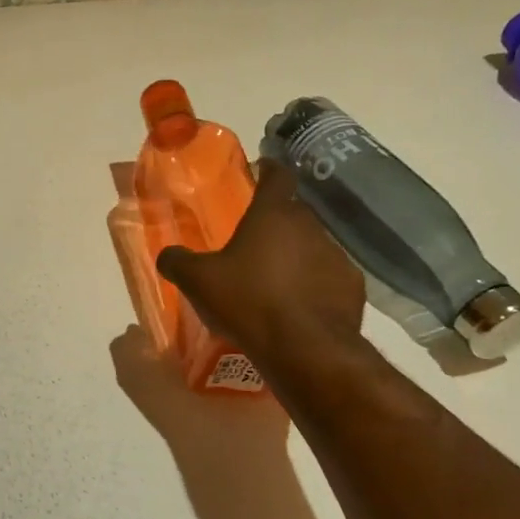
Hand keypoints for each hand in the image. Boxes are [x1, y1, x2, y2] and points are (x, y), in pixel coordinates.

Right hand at [156, 160, 368, 377]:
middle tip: (255, 241)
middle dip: (277, 222)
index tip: (262, 170)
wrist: (305, 348)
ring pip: (313, 246)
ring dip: (296, 256)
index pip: (277, 176)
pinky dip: (315, 284)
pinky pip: (328, 277)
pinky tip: (299, 306)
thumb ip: (177, 262)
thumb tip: (167, 254)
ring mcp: (336, 256)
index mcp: (272, 215)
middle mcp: (310, 226)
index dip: (269, 170)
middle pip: (294, 213)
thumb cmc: (247, 302)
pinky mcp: (352, 286)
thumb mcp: (198, 282)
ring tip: (276, 281)